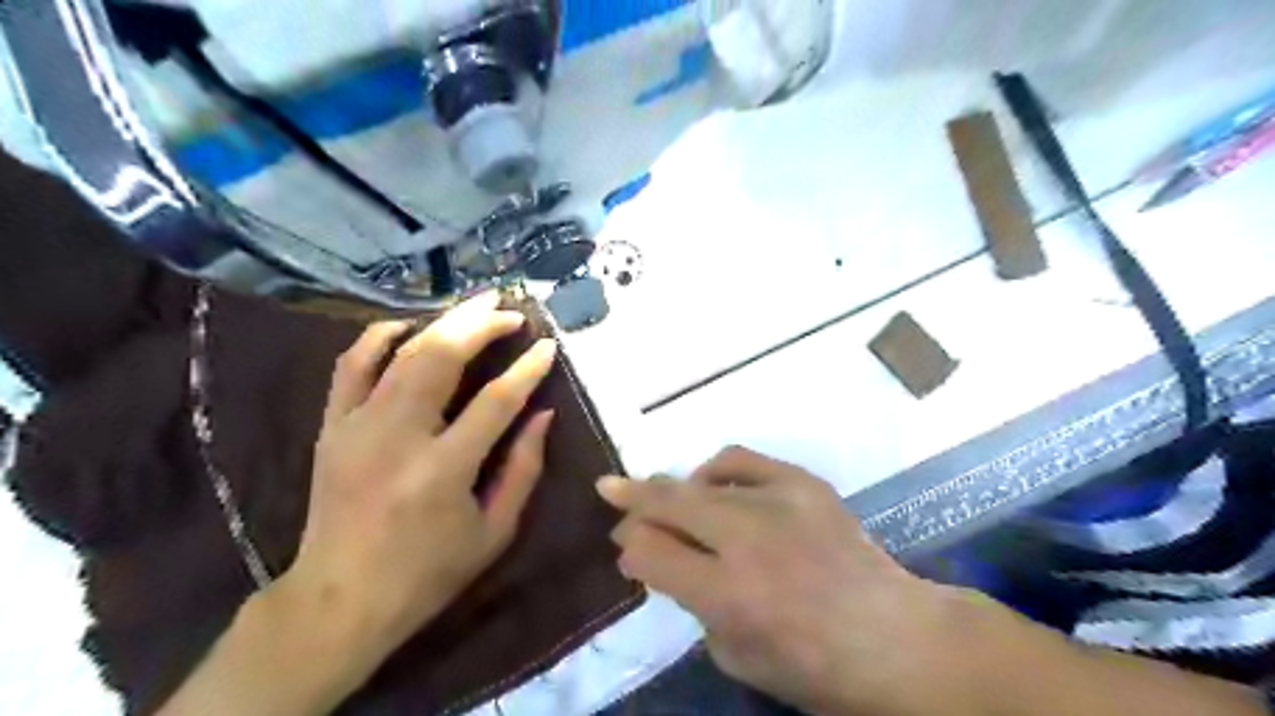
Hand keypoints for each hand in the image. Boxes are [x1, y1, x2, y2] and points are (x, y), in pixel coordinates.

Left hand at [280, 287, 558, 665]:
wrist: (338, 600)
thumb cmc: (428, 573)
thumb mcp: (494, 532)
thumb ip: (524, 469)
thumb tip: (543, 414)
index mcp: (444, 470)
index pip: (497, 401)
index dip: (527, 370)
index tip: (548, 347)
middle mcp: (398, 438)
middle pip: (443, 358)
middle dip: (482, 325)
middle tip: (511, 312)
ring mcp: (357, 427)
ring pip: (403, 354)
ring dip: (444, 322)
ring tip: (475, 305)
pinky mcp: (332, 427)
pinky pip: (350, 366)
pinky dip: (376, 337)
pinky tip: (405, 325)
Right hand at [598, 449, 955, 715]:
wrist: (894, 638)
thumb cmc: (812, 666)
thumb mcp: (735, 654)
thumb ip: (691, 601)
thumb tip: (662, 556)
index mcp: (729, 594)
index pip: (652, 554)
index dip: (631, 548)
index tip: (627, 548)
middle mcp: (748, 539)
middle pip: (670, 503)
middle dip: (631, 497)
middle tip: (609, 489)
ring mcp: (779, 502)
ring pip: (700, 479)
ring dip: (671, 485)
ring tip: (665, 495)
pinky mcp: (803, 482)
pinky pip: (742, 459)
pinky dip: (717, 469)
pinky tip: (712, 482)